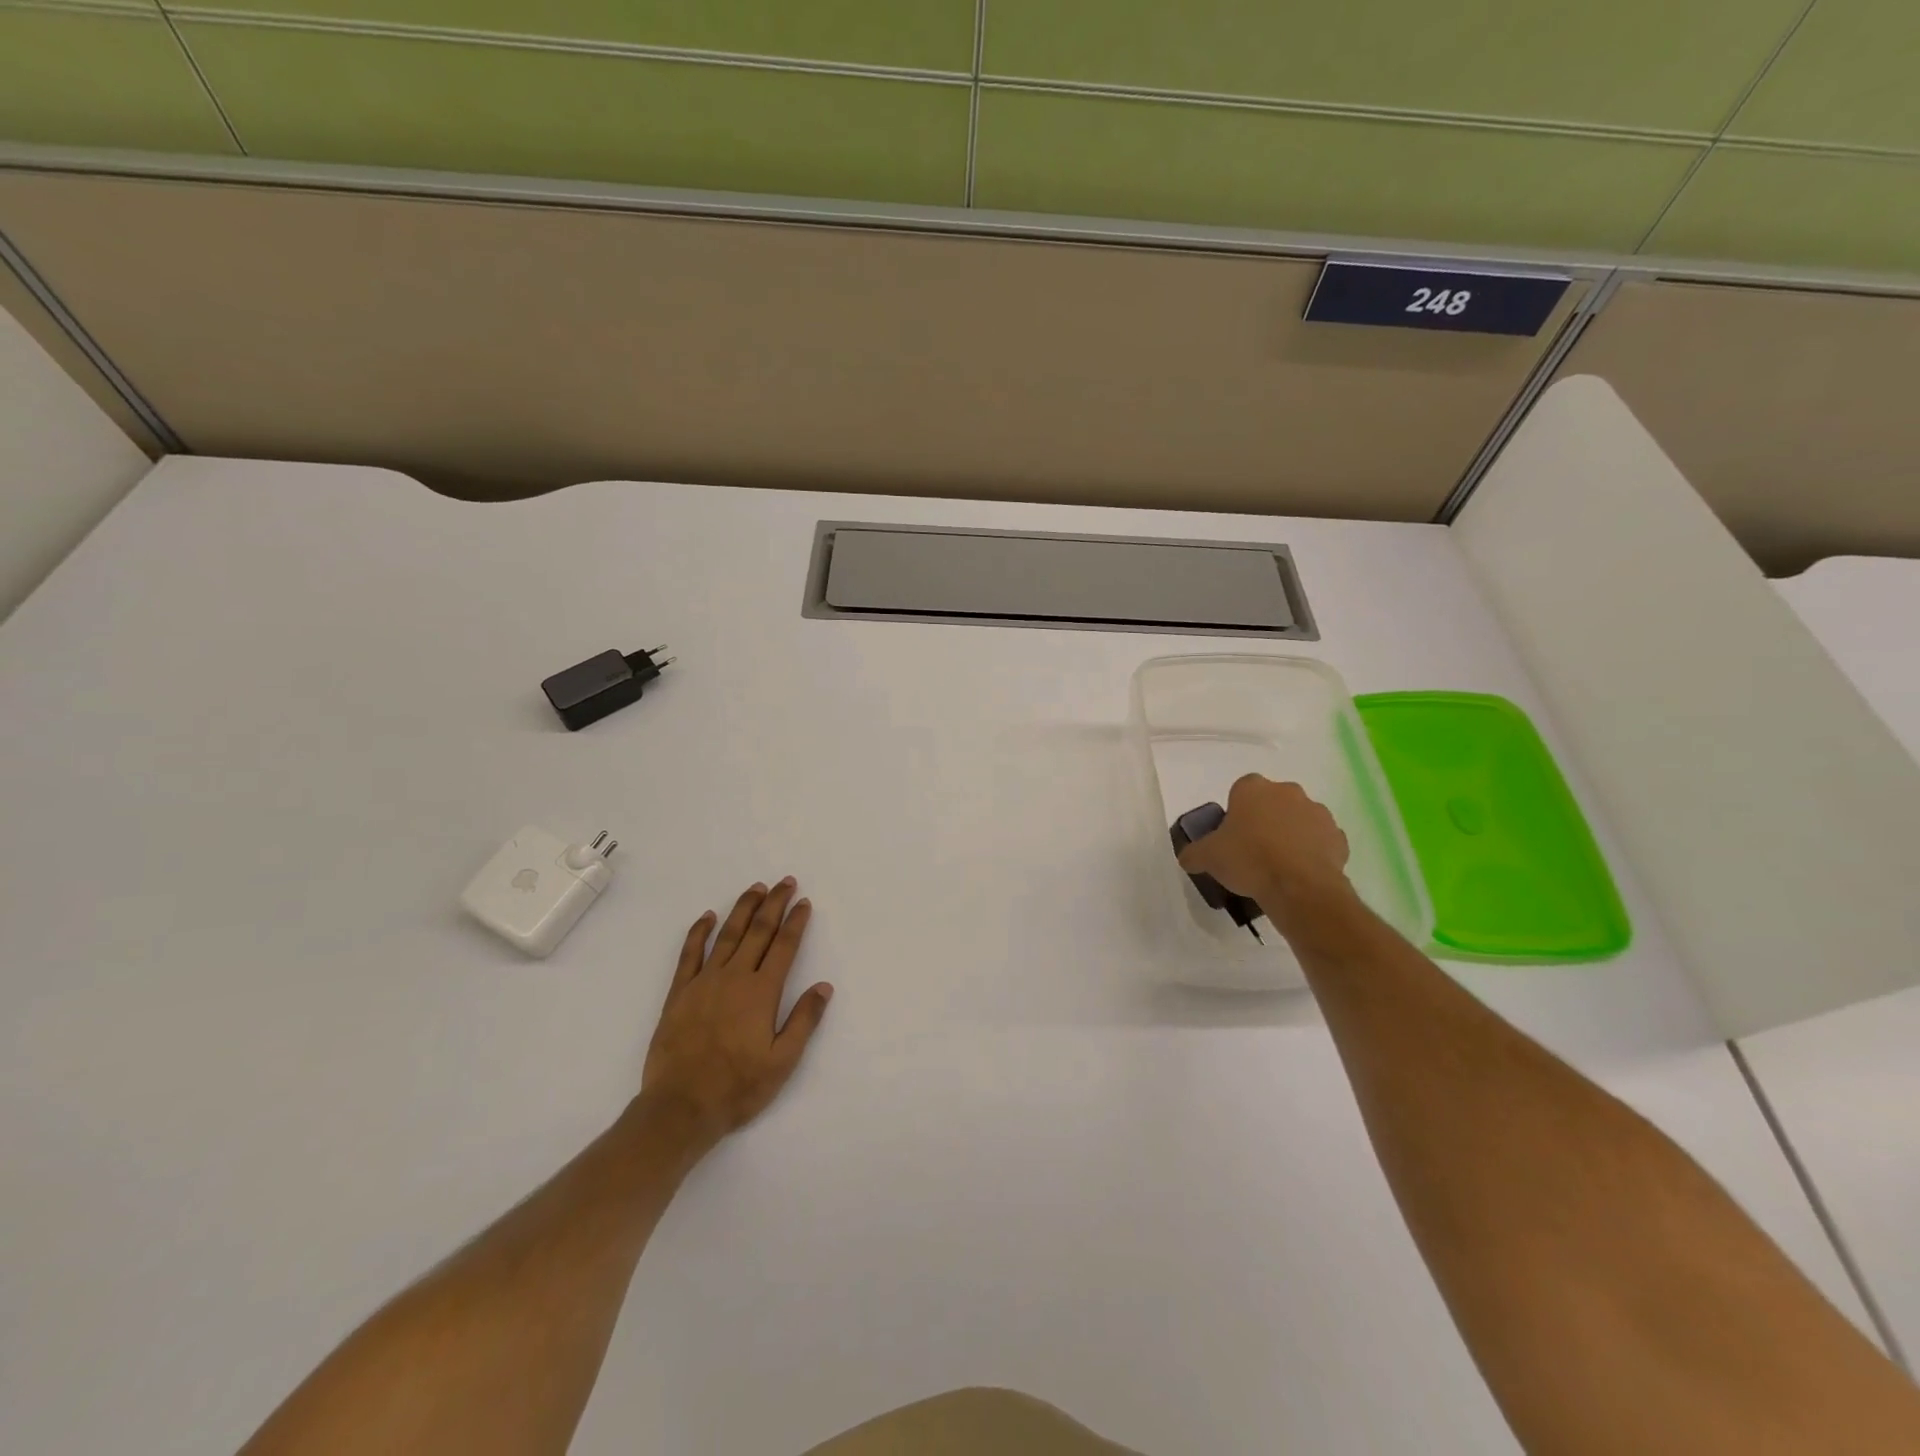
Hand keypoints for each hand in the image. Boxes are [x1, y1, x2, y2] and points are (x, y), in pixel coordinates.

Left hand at [637, 878, 831, 1155]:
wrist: (680, 1107)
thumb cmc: (738, 1087)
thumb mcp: (782, 1061)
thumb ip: (803, 1020)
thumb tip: (823, 986)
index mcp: (762, 992)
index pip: (784, 946)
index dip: (795, 922)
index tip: (804, 902)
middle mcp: (734, 977)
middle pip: (758, 931)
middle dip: (774, 903)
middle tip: (785, 882)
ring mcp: (704, 982)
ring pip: (727, 934)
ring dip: (743, 908)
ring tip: (756, 888)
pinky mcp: (679, 992)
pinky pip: (690, 953)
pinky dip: (699, 931)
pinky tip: (707, 916)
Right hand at [1176, 774, 1354, 917]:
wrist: (1299, 887)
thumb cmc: (1248, 860)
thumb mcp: (1208, 857)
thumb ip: (1194, 853)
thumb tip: (1188, 857)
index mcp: (1253, 789)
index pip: (1240, 789)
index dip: (1236, 810)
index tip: (1232, 833)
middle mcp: (1288, 792)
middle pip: (1272, 801)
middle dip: (1265, 819)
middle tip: (1253, 848)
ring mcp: (1317, 812)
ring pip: (1299, 819)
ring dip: (1290, 834)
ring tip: (1278, 864)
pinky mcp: (1338, 837)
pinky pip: (1320, 840)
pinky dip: (1312, 852)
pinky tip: (1300, 873)